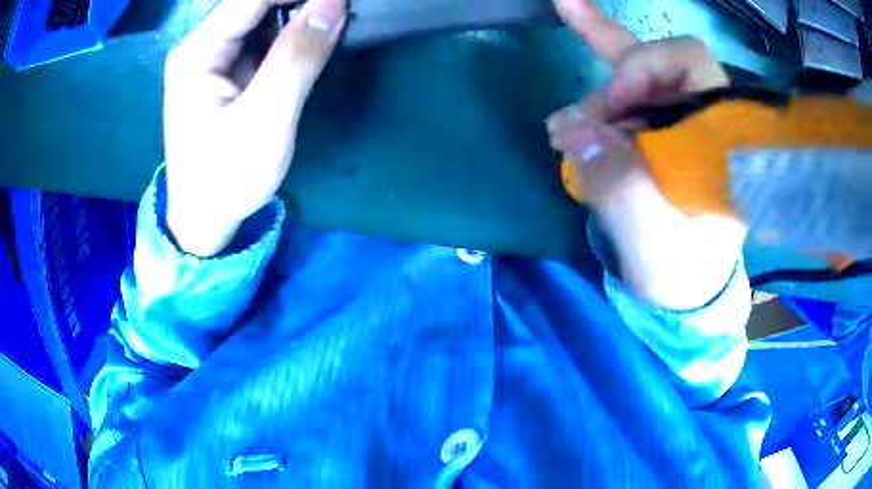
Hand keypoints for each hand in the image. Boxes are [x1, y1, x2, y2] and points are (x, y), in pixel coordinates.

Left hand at [164, 0, 347, 256]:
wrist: (204, 220)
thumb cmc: (227, 177)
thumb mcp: (265, 120)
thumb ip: (297, 57)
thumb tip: (333, 3)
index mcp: (198, 52)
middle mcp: (201, 45)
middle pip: (255, 2)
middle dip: (301, 1)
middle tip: (342, 9)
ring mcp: (212, 56)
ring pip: (261, 15)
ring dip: (300, 12)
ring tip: (334, 18)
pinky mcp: (226, 69)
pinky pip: (262, 35)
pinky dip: (292, 30)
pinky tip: (314, 35)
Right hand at [548, 0, 746, 309]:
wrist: (684, 285)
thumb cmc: (679, 269)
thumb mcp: (653, 242)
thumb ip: (622, 189)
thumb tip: (573, 131)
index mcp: (724, 139)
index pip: (691, 66)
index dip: (644, 73)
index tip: (608, 115)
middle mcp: (705, 116)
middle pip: (663, 60)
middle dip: (618, 83)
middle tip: (581, 126)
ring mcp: (681, 115)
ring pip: (641, 66)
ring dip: (600, 85)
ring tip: (568, 125)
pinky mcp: (658, 122)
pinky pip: (629, 74)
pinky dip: (596, 39)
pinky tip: (566, 9)